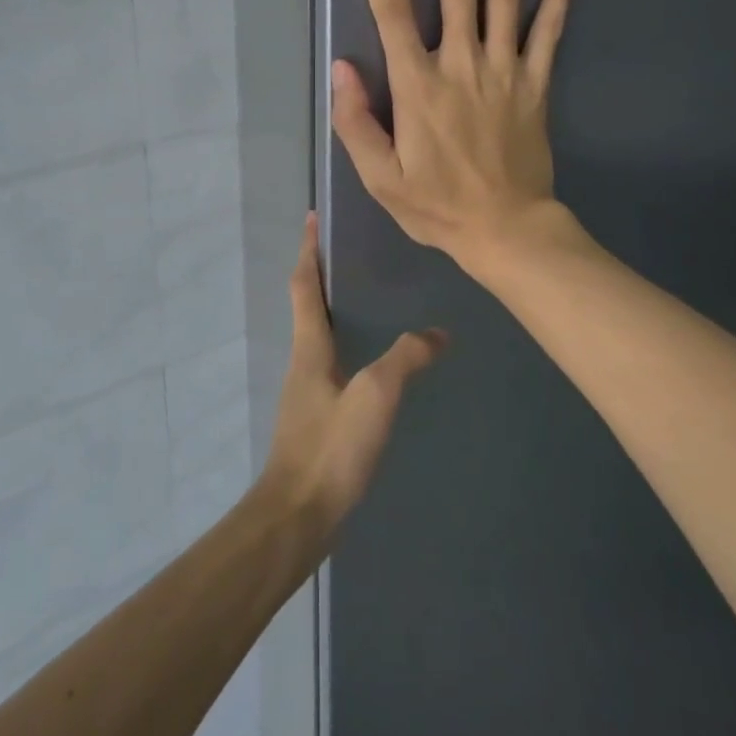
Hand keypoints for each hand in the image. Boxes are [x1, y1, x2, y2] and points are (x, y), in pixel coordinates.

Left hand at [258, 214, 445, 536]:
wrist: (297, 517)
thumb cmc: (330, 448)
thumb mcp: (374, 396)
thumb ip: (406, 359)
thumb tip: (438, 332)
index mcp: (309, 347)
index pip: (303, 284)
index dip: (308, 249)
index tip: (313, 217)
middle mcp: (303, 362)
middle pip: (309, 305)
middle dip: (324, 273)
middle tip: (355, 250)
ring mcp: (307, 392)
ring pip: (321, 335)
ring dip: (336, 308)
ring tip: (373, 296)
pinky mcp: (318, 418)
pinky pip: (334, 364)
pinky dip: (349, 344)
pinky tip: (377, 360)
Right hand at [331, 0, 577, 264]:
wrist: (506, 230)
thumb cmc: (437, 206)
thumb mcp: (380, 178)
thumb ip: (356, 122)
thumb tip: (341, 65)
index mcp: (417, 86)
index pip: (392, 11)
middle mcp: (461, 64)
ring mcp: (505, 70)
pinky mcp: (536, 84)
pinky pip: (549, 32)